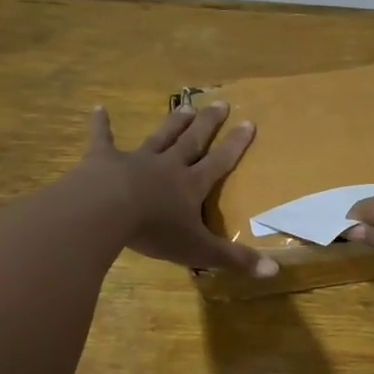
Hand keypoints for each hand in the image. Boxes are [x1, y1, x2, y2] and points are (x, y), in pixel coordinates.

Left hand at [81, 102, 277, 277]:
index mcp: (191, 185)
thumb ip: (235, 259)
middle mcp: (168, 166)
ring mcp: (135, 160)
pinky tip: (98, 109)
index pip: (220, 161)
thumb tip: (275, 271)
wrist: (104, 212)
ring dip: (173, 122)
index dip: (236, 144)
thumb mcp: (199, 250)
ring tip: (185, 106)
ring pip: (159, 137)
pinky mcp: (103, 160)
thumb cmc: (155, 230)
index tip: (249, 122)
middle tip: (220, 102)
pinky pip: (103, 139)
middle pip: (192, 141)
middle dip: (208, 123)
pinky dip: (101, 124)